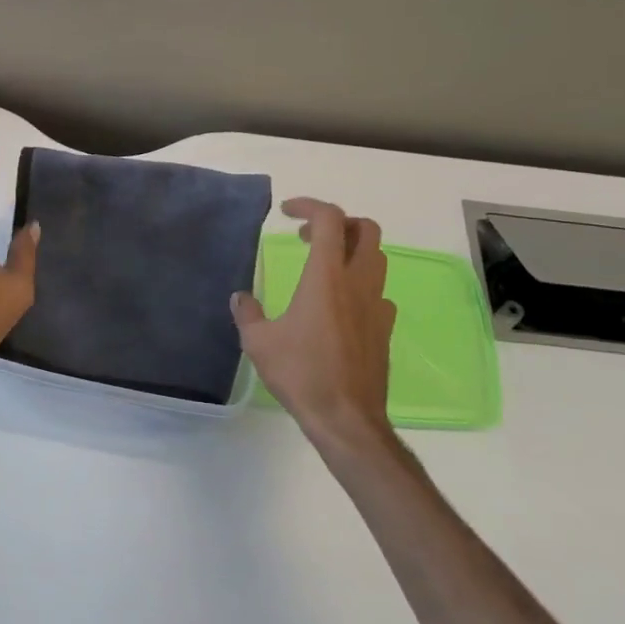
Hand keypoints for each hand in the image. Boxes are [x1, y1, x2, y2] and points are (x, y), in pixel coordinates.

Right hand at [232, 198, 396, 456]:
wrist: (346, 418)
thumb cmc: (301, 374)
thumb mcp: (259, 342)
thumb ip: (247, 313)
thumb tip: (240, 297)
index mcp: (326, 276)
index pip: (329, 219)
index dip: (309, 205)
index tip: (287, 212)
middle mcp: (357, 282)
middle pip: (366, 229)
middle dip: (340, 222)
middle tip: (311, 236)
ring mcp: (377, 305)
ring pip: (378, 258)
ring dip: (353, 250)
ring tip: (324, 266)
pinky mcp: (384, 329)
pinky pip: (378, 292)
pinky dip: (361, 285)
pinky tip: (341, 305)